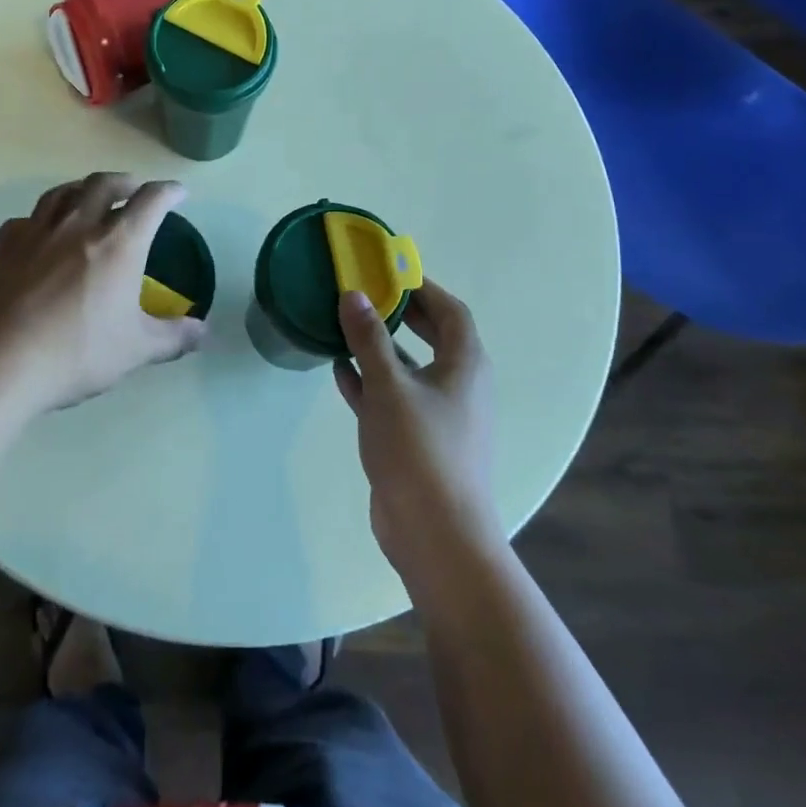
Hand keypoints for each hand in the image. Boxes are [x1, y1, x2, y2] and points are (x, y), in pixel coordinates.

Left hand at [0, 173, 204, 417]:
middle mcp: (78, 225)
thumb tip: (203, 331)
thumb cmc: (75, 353)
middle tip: (134, 189)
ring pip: (63, 193)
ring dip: (83, 188)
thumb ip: (173, 337)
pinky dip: (42, 217)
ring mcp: (36, 232)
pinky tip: (41, 232)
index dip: (169, 191)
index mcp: (118, 243)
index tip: (178, 192)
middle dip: (125, 181)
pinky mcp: (3, 247)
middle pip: (104, 184)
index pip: (151, 201)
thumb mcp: (135, 350)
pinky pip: (27, 219)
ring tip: (90, 196)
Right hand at [334, 281, 497, 592]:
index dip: (422, 287)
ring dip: (380, 349)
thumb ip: (369, 339)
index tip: (388, 272)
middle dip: (400, 315)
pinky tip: (339, 373)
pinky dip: (371, 383)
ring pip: (409, 369)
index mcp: (465, 365)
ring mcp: (439, 415)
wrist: (436, 534)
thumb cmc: (420, 449)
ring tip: (344, 327)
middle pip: (432, 337)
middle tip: (365, 295)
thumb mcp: (389, 386)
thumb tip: (354, 295)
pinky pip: (394, 399)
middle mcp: (458, 385)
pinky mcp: (418, 441)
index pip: (450, 311)